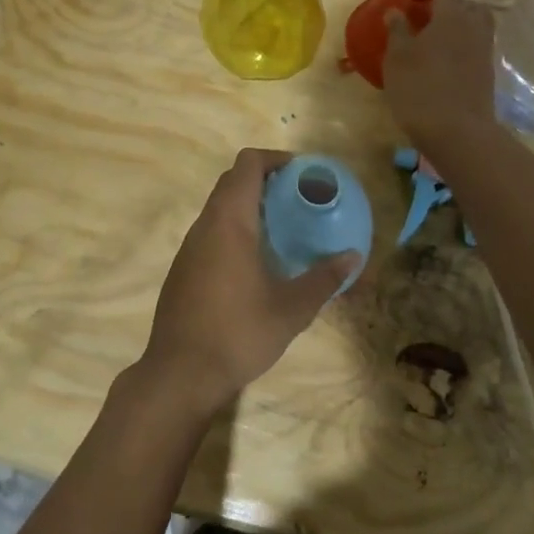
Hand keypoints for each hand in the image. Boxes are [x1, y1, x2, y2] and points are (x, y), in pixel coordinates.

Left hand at [138, 148, 360, 415]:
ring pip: (219, 207)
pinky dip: (234, 229)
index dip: (275, 159)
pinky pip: (211, 231)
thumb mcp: (291, 309)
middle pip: (232, 181)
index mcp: (230, 221)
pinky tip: (255, 261)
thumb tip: (354, 258)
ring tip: (283, 228)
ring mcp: (189, 247)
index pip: (248, 164)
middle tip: (298, 199)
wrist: (180, 374)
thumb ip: (324, 279)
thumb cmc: (238, 333)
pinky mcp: (183, 268)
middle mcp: (205, 224)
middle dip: (265, 180)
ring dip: (249, 206)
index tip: (301, 173)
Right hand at [382, 0, 497, 156]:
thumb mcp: (398, 58)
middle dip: (450, 5)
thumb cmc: (420, 88)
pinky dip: (463, 47)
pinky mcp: (488, 74)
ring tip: (436, 38)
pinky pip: (477, 48)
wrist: (457, 132)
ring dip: (459, 26)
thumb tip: (396, 11)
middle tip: (428, 14)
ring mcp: (485, 52)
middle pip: (468, 5)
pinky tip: (445, 60)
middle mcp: (474, 28)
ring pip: (476, 27)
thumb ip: (398, 31)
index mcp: (452, 17)